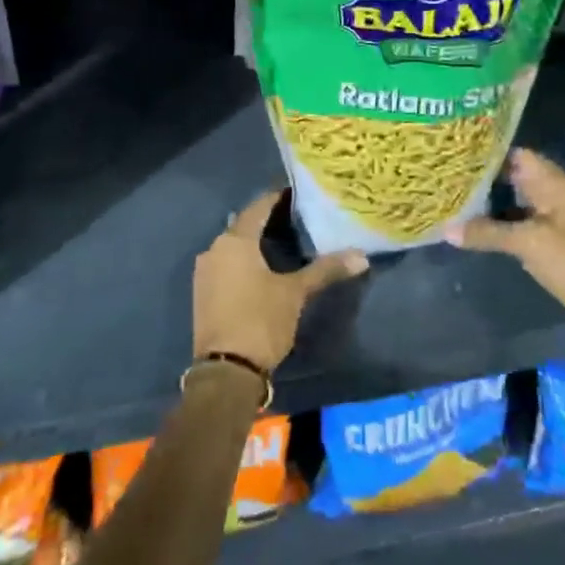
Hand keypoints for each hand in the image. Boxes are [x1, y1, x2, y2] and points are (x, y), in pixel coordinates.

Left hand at [193, 191, 368, 372]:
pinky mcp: (203, 293)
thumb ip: (325, 270)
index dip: (278, 198)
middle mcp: (214, 249)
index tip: (299, 193)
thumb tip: (362, 256)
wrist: (226, 371)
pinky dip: (244, 261)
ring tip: (284, 241)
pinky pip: (226, 265)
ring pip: (234, 247)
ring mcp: (205, 273)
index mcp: (235, 241)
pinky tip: (263, 268)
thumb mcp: (296, 293)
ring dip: (255, 242)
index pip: (259, 207)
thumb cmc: (260, 321)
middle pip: (244, 225)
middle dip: (268, 220)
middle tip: (297, 218)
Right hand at [446, 148, 564, 330]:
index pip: (519, 155)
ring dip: (493, 202)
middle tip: (452, 178)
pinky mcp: (553, 239)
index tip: (460, 157)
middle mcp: (557, 194)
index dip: (490, 154)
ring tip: (458, 199)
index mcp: (557, 184)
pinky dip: (503, 221)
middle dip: (487, 179)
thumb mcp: (527, 243)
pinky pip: (523, 221)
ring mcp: (557, 217)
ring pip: (519, 200)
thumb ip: (487, 232)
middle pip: (517, 177)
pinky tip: (477, 226)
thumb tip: (446, 229)